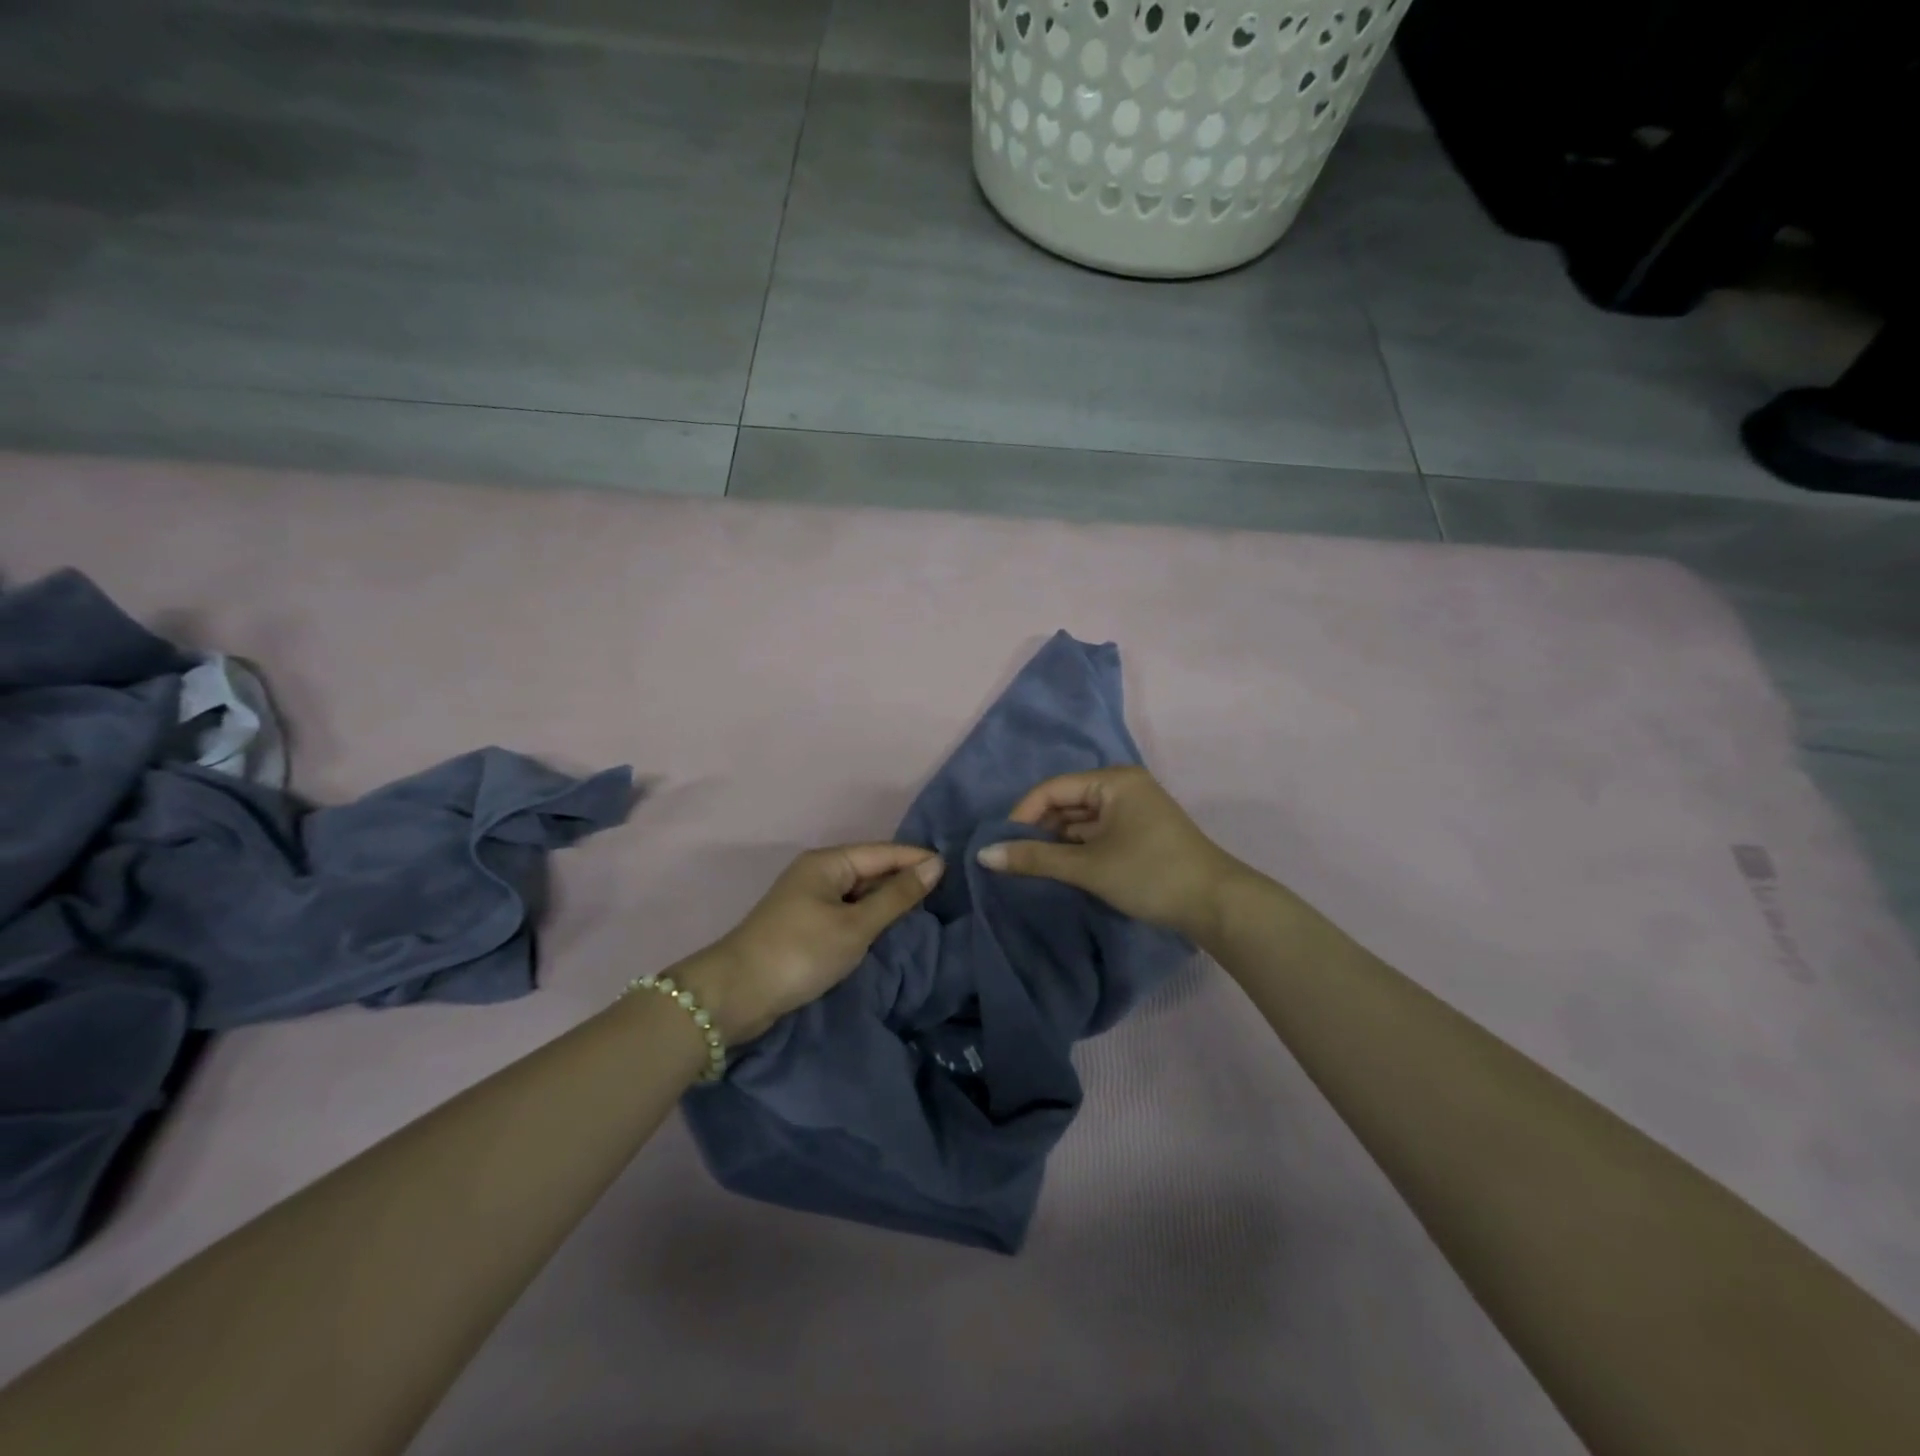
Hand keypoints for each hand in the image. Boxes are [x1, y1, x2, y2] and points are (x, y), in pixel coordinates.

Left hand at [676, 844, 943, 1044]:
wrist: (736, 995)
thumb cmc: (800, 952)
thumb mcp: (855, 926)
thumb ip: (896, 896)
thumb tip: (935, 865)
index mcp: (828, 862)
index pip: (883, 852)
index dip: (917, 859)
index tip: (954, 868)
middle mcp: (818, 872)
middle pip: (871, 868)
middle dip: (904, 878)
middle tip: (947, 891)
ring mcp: (809, 898)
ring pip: (859, 891)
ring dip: (887, 899)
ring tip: (926, 907)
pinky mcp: (804, 924)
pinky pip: (847, 909)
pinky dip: (869, 916)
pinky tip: (889, 926)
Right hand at [976, 767, 1246, 942]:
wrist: (1217, 905)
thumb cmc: (1150, 874)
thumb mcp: (1088, 866)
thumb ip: (1035, 858)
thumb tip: (984, 855)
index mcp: (1113, 781)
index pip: (1053, 789)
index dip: (1022, 814)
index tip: (1000, 844)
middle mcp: (1123, 787)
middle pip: (1066, 802)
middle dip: (1038, 828)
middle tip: (1011, 858)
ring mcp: (1133, 811)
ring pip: (1081, 820)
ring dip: (1057, 842)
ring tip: (1030, 866)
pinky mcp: (1139, 834)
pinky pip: (1097, 833)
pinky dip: (1077, 849)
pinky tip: (1059, 868)